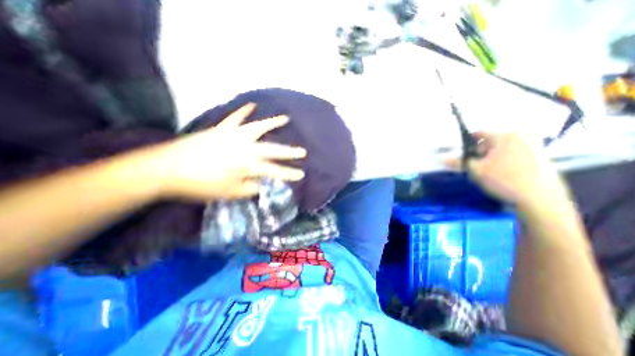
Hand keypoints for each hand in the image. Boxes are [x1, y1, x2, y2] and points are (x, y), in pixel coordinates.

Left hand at [145, 104, 307, 201]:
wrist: (166, 169)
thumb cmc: (200, 185)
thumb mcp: (230, 193)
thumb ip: (251, 188)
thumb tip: (262, 184)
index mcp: (247, 165)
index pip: (275, 171)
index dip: (289, 174)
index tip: (301, 175)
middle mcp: (245, 148)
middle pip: (273, 149)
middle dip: (290, 152)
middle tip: (303, 152)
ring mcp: (233, 136)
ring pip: (258, 127)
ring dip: (273, 123)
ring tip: (286, 118)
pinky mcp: (221, 130)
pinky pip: (235, 118)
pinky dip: (243, 111)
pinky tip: (252, 105)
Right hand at [446, 132, 569, 206]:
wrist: (540, 198)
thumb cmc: (504, 180)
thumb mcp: (476, 171)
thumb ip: (459, 163)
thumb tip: (444, 160)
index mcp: (504, 137)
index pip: (480, 133)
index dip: (468, 142)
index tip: (462, 151)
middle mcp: (521, 137)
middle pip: (493, 139)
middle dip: (482, 150)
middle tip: (476, 162)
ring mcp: (535, 145)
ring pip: (505, 146)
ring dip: (494, 154)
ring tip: (490, 168)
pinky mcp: (542, 156)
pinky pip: (518, 152)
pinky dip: (507, 158)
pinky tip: (505, 171)